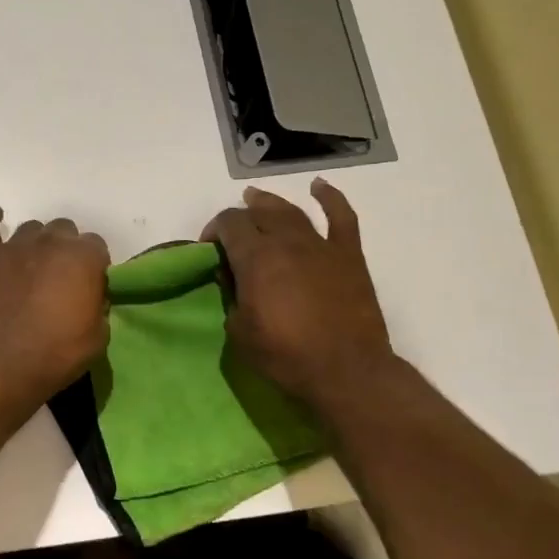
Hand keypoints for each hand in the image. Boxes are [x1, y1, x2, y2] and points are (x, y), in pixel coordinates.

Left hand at [0, 208, 110, 409]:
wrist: (2, 364)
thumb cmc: (57, 354)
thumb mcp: (98, 337)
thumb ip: (98, 307)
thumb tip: (90, 299)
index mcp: (84, 257)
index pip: (96, 246)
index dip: (93, 266)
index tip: (88, 285)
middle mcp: (51, 241)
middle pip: (64, 230)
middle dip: (65, 250)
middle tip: (59, 278)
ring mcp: (16, 245)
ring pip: (31, 228)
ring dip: (36, 243)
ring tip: (31, 266)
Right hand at [201, 179, 396, 407]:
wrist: (346, 371)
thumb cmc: (285, 356)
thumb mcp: (239, 331)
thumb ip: (232, 297)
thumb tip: (234, 279)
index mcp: (256, 258)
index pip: (229, 224)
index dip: (214, 230)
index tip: (209, 249)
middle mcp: (287, 242)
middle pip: (258, 213)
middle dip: (240, 217)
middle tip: (232, 232)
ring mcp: (321, 246)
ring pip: (291, 211)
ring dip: (270, 203)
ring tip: (257, 199)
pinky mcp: (349, 256)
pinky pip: (342, 217)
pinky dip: (330, 198)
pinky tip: (319, 187)